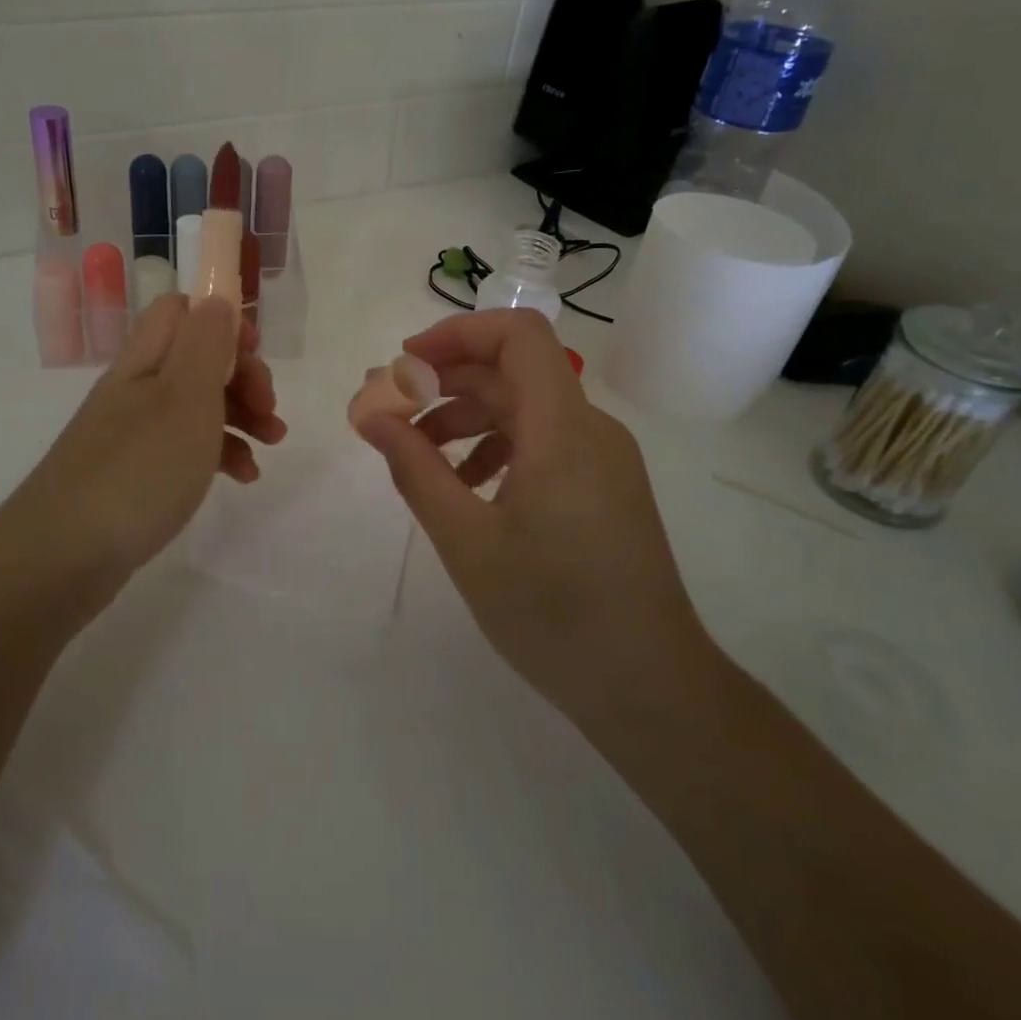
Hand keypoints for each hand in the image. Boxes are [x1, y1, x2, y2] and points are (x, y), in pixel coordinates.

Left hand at [0, 293, 285, 613]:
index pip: (181, 311)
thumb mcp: (185, 397)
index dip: (222, 322)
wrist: (62, 557)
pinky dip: (219, 455)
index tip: (256, 355)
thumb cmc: (139, 469)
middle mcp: (137, 389)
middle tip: (270, 411)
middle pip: (197, 359)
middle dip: (243, 377)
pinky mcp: (135, 473)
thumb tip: (216, 298)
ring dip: (241, 417)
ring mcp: (133, 433)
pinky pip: (186, 448)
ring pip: (197, 405)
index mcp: (146, 360)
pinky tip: (242, 478)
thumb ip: (206, 343)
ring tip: (271, 446)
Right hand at [356, 309, 712, 730]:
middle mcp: (589, 429)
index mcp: (562, 429)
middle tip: (390, 413)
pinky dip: (496, 448)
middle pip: (512, 372)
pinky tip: (466, 488)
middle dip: (445, 382)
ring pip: (525, 408)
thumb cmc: (553, 612)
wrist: (649, 686)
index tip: (405, 364)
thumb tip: (371, 415)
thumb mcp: (466, 540)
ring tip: (418, 458)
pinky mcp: (604, 486)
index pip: (518, 335)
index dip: (457, 333)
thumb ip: (415, 469)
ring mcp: (602, 458)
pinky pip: (543, 442)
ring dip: (466, 419)